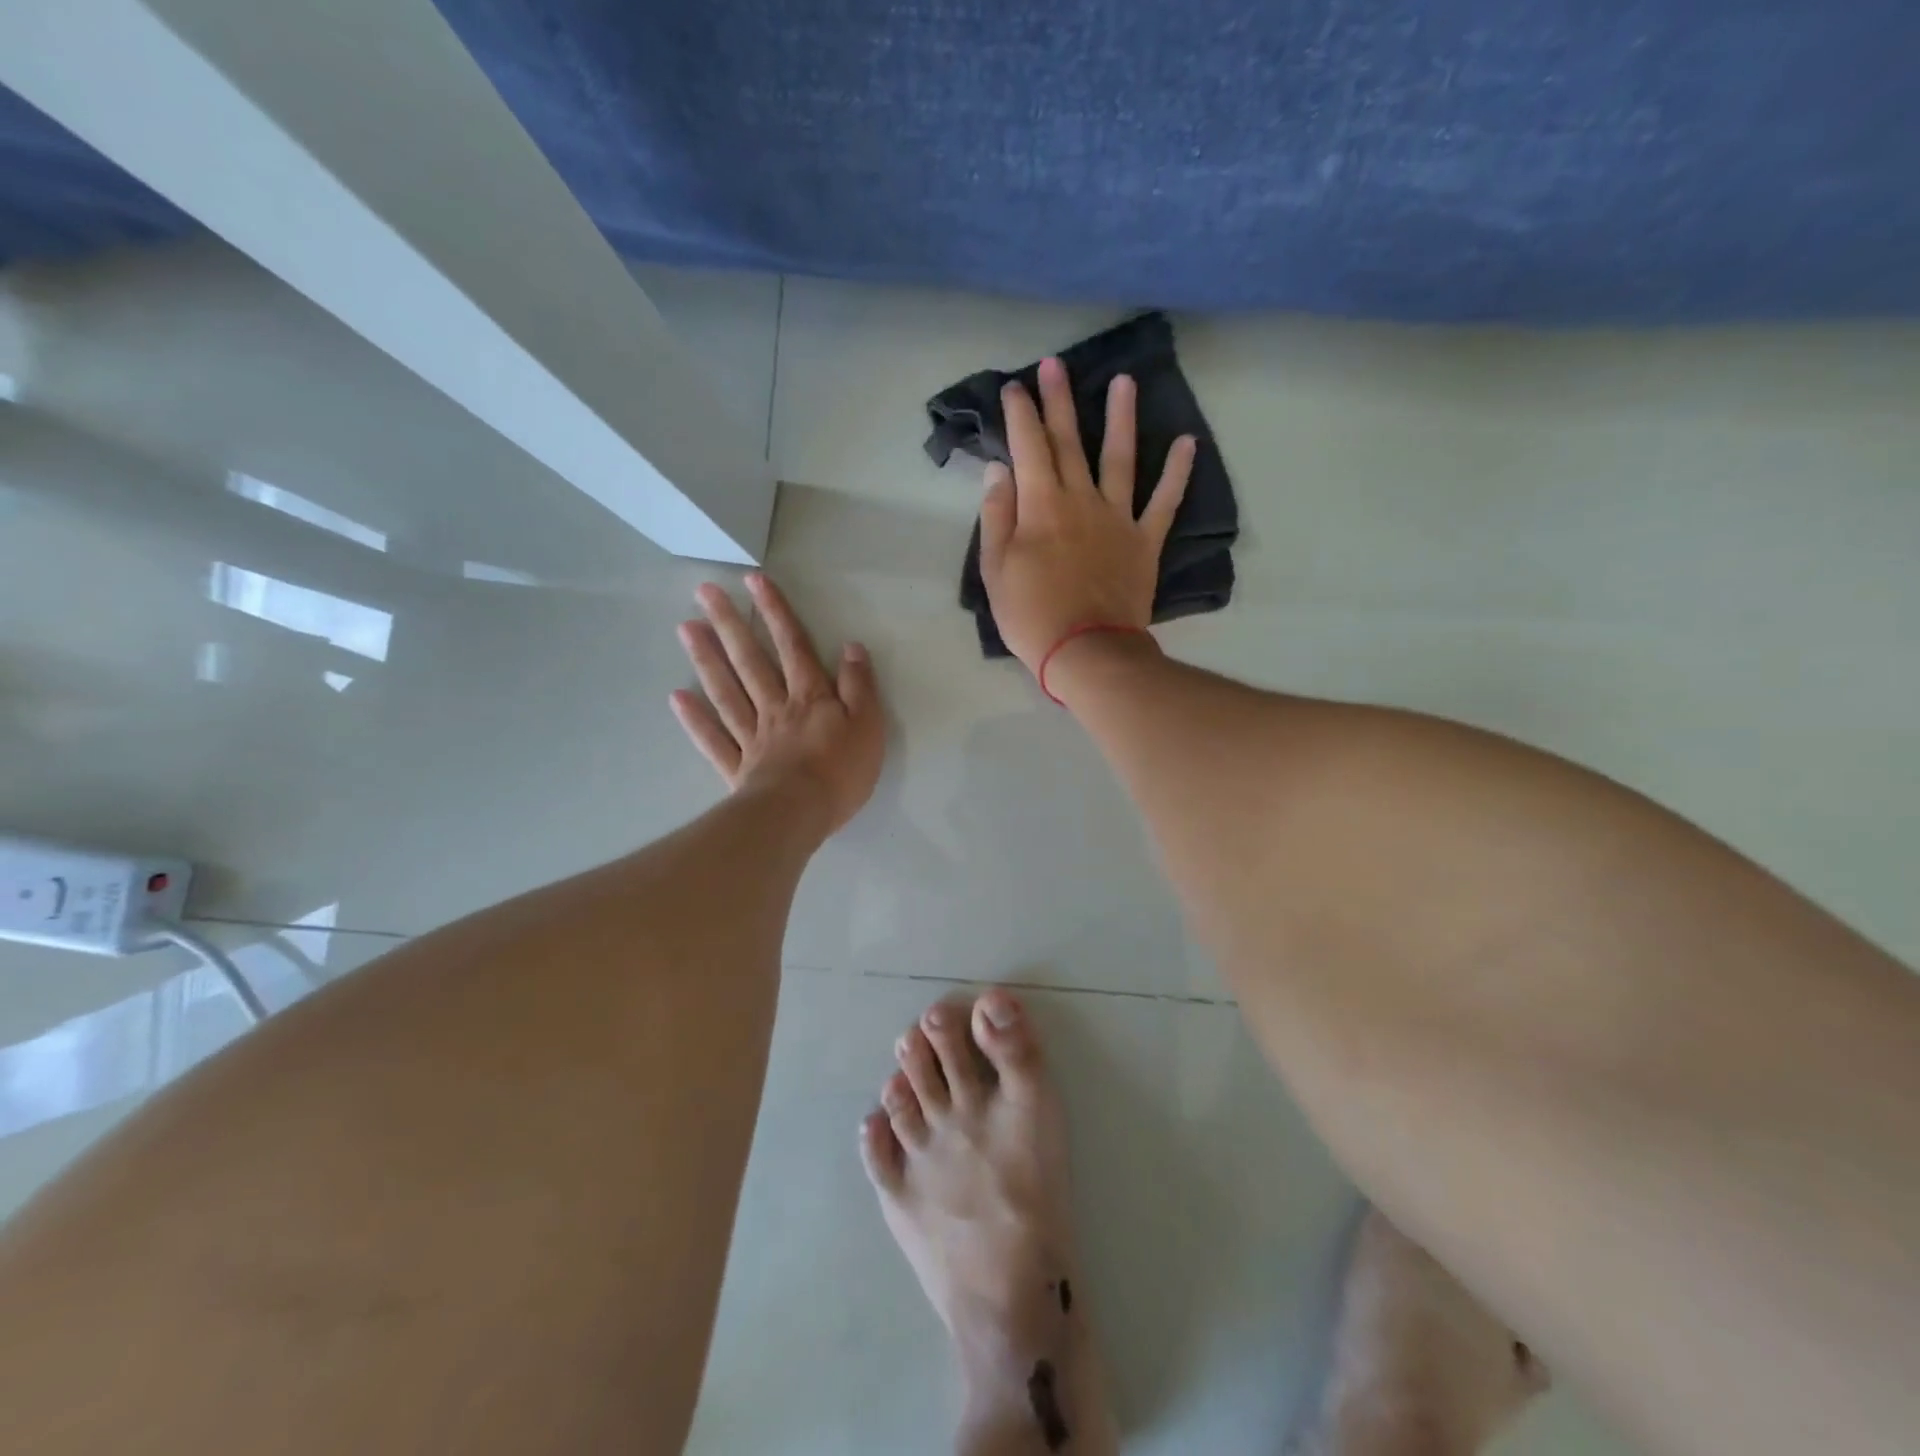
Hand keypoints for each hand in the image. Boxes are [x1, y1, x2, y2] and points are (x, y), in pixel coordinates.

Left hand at [671, 574, 884, 835]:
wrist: (800, 814)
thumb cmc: (841, 770)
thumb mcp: (868, 724)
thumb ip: (859, 685)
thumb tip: (851, 647)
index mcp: (810, 697)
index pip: (793, 646)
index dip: (776, 612)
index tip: (753, 581)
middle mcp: (776, 708)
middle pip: (751, 661)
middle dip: (730, 624)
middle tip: (705, 592)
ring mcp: (752, 736)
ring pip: (727, 691)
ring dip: (707, 659)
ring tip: (686, 628)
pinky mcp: (738, 767)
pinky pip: (713, 739)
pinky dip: (695, 719)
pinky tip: (677, 697)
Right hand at [979, 356, 1195, 671]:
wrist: (1086, 651)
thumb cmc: (1031, 615)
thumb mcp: (995, 570)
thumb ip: (997, 515)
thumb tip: (999, 469)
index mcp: (1041, 505)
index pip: (1028, 447)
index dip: (1020, 413)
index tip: (1015, 386)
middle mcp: (1081, 499)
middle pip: (1069, 441)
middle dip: (1060, 400)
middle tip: (1056, 363)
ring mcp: (1118, 518)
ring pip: (1119, 458)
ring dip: (1120, 417)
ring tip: (1124, 381)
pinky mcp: (1144, 541)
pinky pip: (1164, 502)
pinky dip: (1177, 473)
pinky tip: (1188, 443)